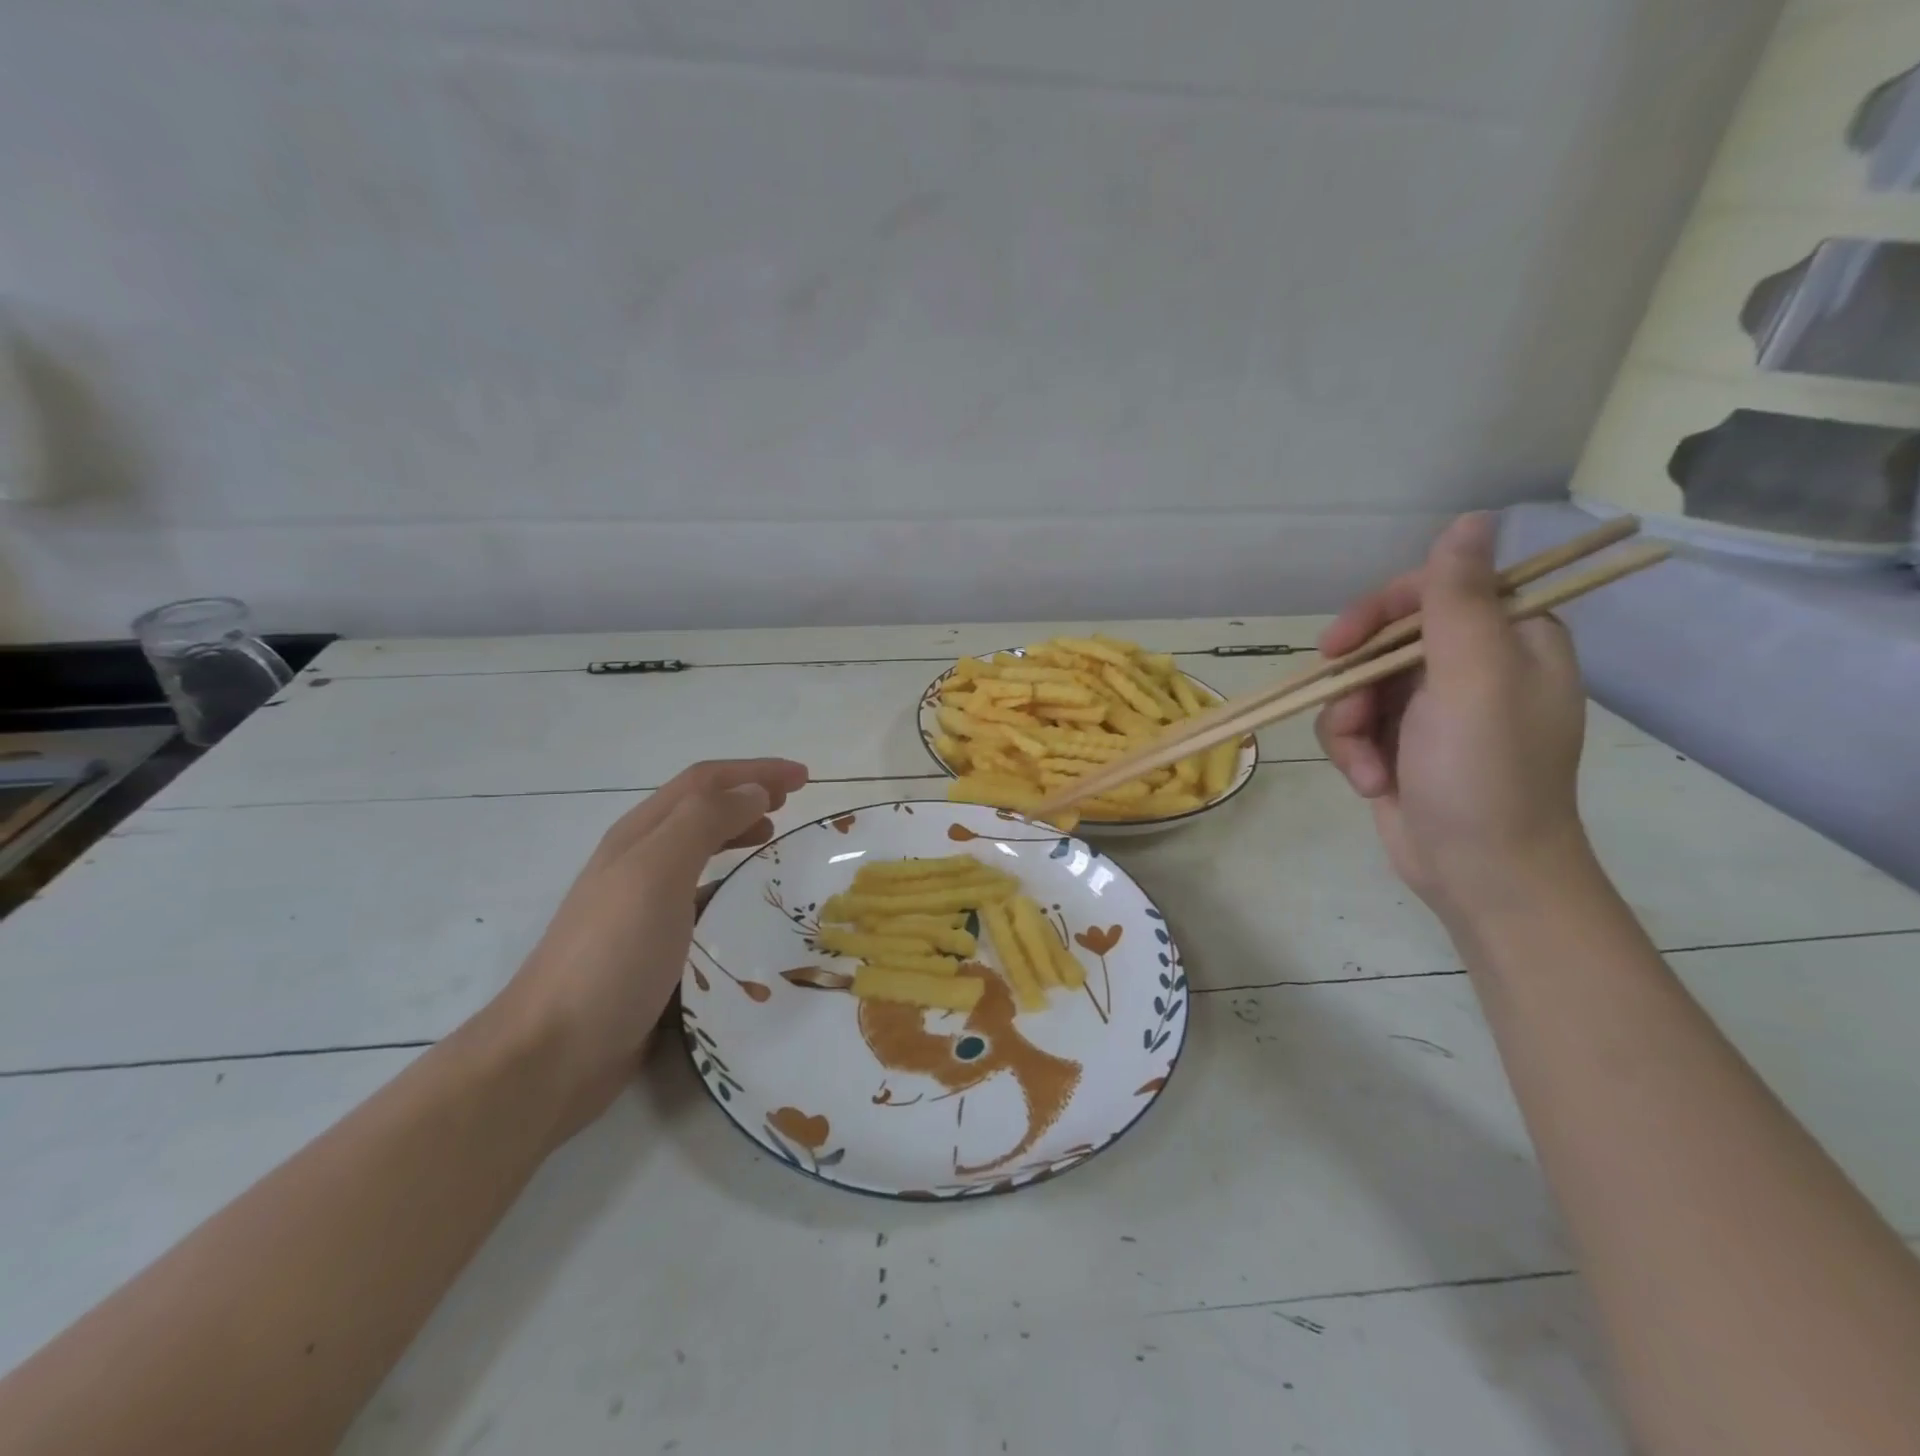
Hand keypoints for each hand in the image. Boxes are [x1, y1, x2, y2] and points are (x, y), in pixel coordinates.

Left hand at [490, 758, 808, 1138]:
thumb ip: (705, 822)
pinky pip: (698, 895)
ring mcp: (640, 904)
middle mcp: (638, 860)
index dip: (755, 771)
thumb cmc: (612, 953)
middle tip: (793, 803)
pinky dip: (727, 880)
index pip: (704, 782)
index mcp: (640, 835)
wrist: (554, 1052)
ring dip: (736, 832)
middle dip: (747, 794)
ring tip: (772, 838)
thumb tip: (753, 791)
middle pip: (699, 808)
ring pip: (697, 849)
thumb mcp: (658, 872)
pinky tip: (743, 901)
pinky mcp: (650, 945)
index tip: (804, 779)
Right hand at [1314, 513, 1590, 926]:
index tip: (1341, 645)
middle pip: (1383, 640)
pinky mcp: (1399, 743)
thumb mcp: (1473, 678)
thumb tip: (1472, 518)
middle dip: (1356, 683)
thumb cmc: (1486, 774)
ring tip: (1369, 767)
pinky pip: (1350, 725)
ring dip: (1348, 727)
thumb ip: (1460, 599)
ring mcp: (1431, 708)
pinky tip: (1372, 783)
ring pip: (1355, 685)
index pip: (1433, 590)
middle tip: (1350, 712)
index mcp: (1508, 639)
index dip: (1379, 611)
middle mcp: (1470, 666)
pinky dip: (1351, 753)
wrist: (1480, 874)